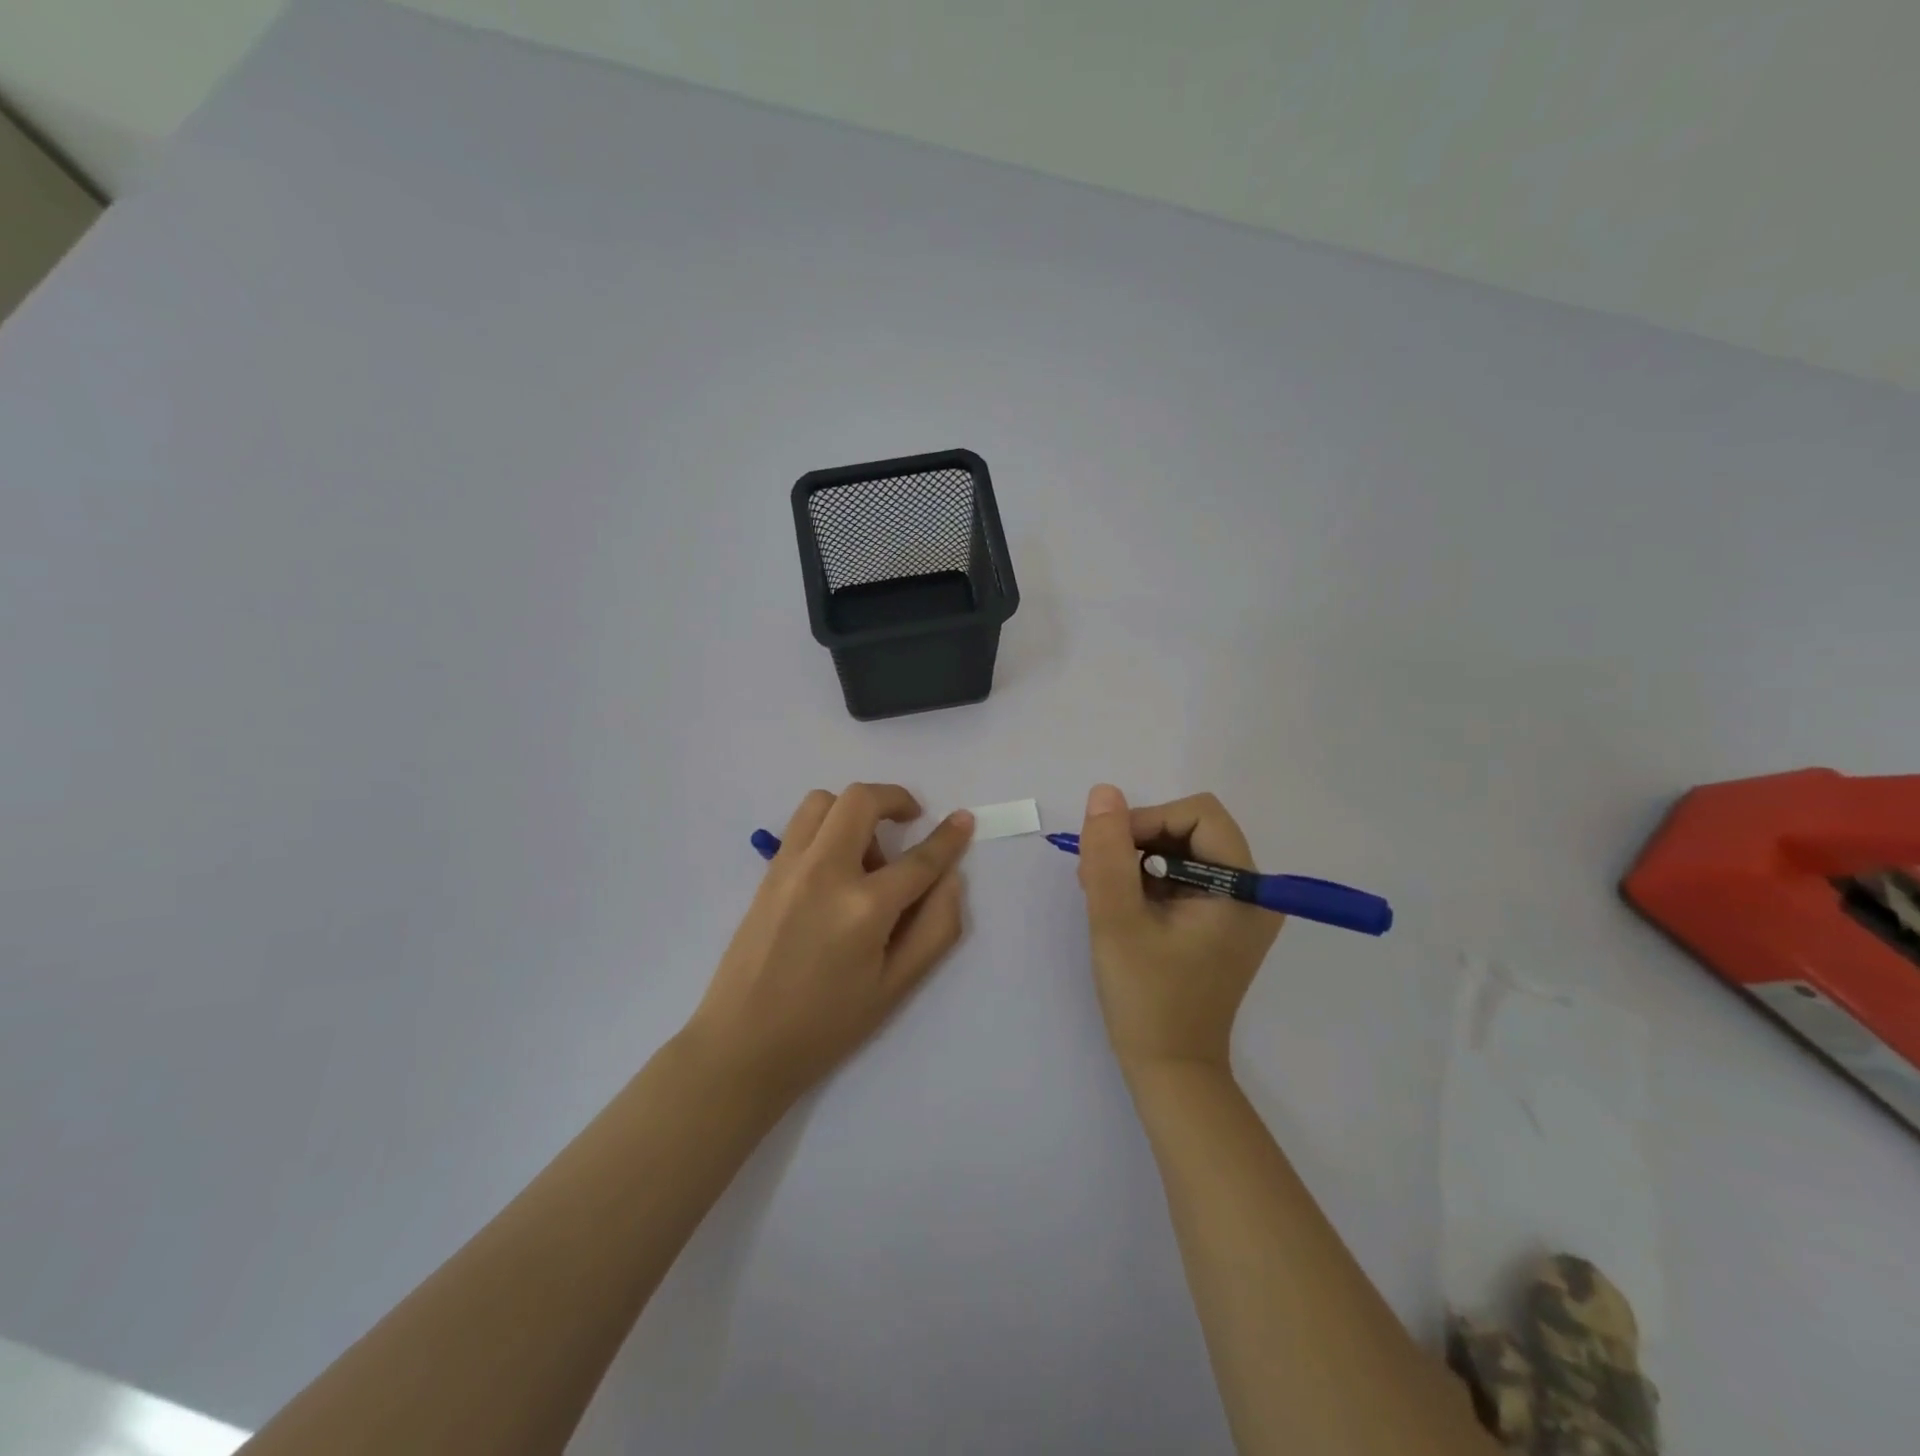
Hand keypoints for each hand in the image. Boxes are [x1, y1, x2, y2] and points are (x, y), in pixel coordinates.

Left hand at [685, 784, 973, 1106]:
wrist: (742, 1044)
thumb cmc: (826, 1025)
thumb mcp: (896, 988)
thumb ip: (936, 928)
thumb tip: (951, 879)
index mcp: (864, 908)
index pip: (919, 859)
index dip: (948, 837)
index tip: (962, 820)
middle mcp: (825, 872)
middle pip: (861, 800)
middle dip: (895, 798)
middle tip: (910, 821)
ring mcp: (789, 867)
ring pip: (824, 801)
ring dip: (855, 810)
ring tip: (867, 852)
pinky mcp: (767, 873)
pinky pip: (801, 825)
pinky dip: (827, 825)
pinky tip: (837, 868)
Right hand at [1075, 784, 1282, 1075]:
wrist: (1169, 1069)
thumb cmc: (1147, 998)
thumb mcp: (1118, 919)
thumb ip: (1109, 853)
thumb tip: (1105, 793)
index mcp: (1244, 889)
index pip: (1198, 815)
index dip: (1149, 821)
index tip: (1110, 854)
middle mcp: (1252, 893)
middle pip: (1191, 830)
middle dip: (1139, 842)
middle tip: (1098, 876)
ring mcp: (1237, 910)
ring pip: (1182, 851)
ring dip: (1138, 861)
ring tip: (1102, 894)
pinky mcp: (1219, 924)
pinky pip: (1182, 878)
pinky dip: (1147, 881)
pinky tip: (1120, 906)